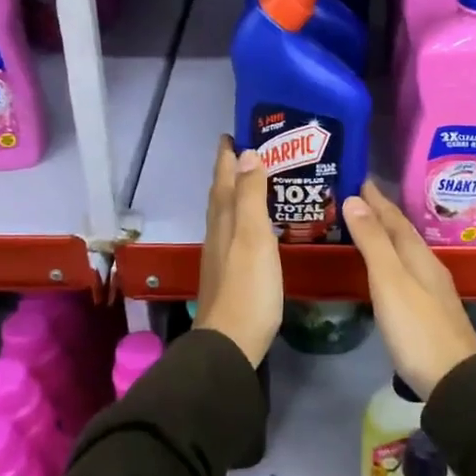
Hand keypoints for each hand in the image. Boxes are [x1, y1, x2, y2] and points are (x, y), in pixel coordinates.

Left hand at [194, 136, 281, 366]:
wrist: (231, 342)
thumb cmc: (248, 287)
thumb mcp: (253, 236)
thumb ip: (251, 196)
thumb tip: (247, 154)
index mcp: (224, 220)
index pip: (224, 179)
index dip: (227, 156)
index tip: (232, 134)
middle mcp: (218, 233)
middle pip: (222, 194)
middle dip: (231, 171)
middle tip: (247, 152)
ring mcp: (222, 256)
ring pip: (226, 214)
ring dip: (236, 194)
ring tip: (255, 182)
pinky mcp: (230, 275)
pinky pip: (235, 233)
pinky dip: (244, 219)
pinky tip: (256, 228)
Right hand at [342, 181, 475, 399]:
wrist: (454, 379)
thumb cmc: (417, 329)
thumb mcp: (390, 281)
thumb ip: (373, 242)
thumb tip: (354, 199)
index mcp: (419, 256)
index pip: (395, 219)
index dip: (376, 199)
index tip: (359, 179)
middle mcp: (429, 266)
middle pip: (403, 233)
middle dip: (381, 214)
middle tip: (357, 199)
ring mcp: (433, 290)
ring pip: (407, 252)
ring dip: (386, 237)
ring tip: (366, 228)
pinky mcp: (430, 311)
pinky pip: (407, 271)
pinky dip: (392, 260)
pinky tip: (387, 271)